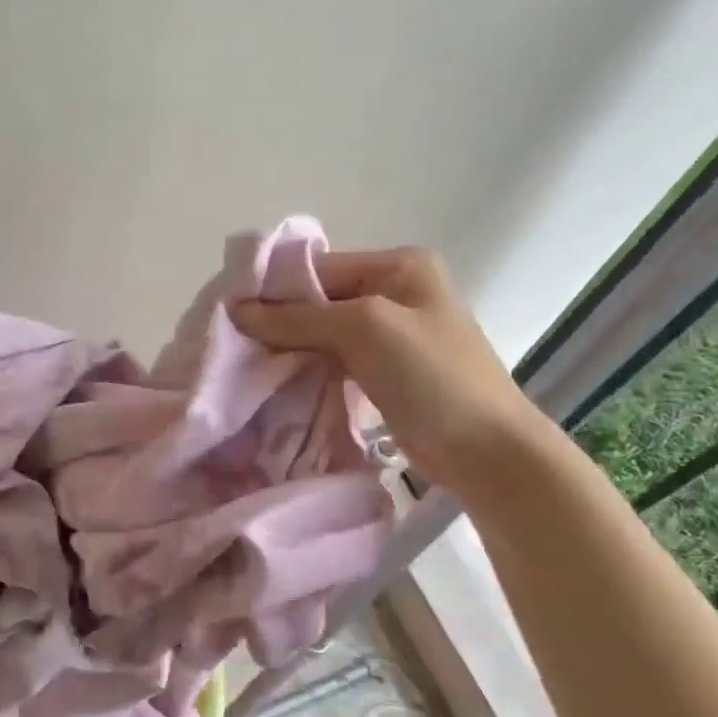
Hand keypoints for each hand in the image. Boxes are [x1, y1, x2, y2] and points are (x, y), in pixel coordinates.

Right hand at [228, 247, 543, 495]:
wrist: (487, 451)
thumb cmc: (432, 376)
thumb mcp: (364, 329)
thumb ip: (298, 317)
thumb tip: (236, 309)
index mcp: (399, 265)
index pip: (319, 267)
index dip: (275, 289)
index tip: (230, 315)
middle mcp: (395, 291)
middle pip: (319, 299)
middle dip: (279, 320)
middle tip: (234, 343)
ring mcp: (391, 334)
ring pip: (323, 332)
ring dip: (290, 347)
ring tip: (248, 363)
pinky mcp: (384, 371)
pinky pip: (334, 359)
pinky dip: (308, 368)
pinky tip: (279, 380)